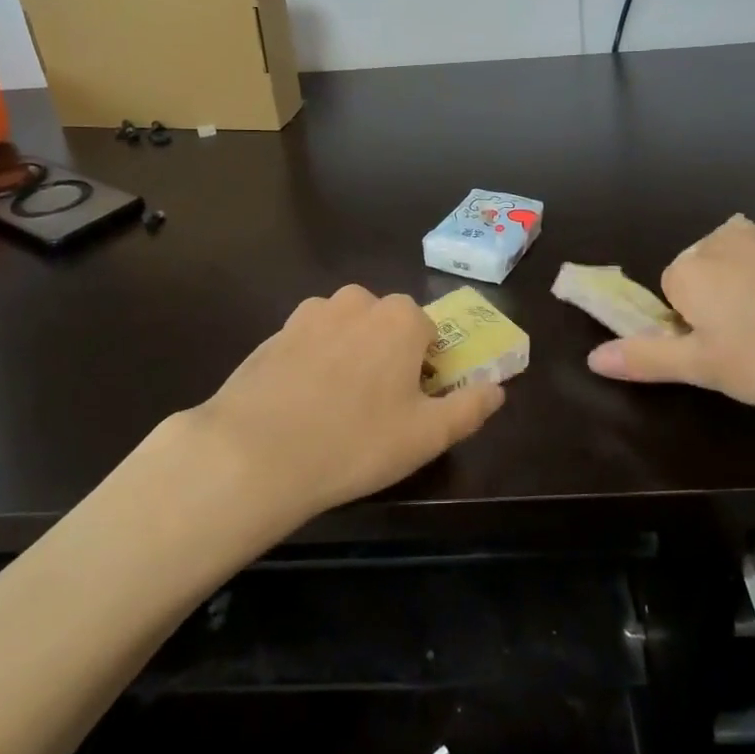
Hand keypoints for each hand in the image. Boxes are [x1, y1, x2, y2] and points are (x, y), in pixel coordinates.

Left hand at [186, 284, 505, 522]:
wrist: (256, 451)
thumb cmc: (356, 442)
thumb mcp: (428, 435)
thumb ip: (471, 407)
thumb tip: (498, 389)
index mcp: (400, 319)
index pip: (426, 331)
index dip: (424, 365)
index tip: (411, 402)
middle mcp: (356, 303)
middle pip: (384, 324)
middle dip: (386, 354)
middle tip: (375, 407)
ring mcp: (309, 314)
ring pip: (344, 329)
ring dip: (348, 353)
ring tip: (335, 405)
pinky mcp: (274, 333)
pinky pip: (308, 342)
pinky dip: (312, 363)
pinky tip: (301, 403)